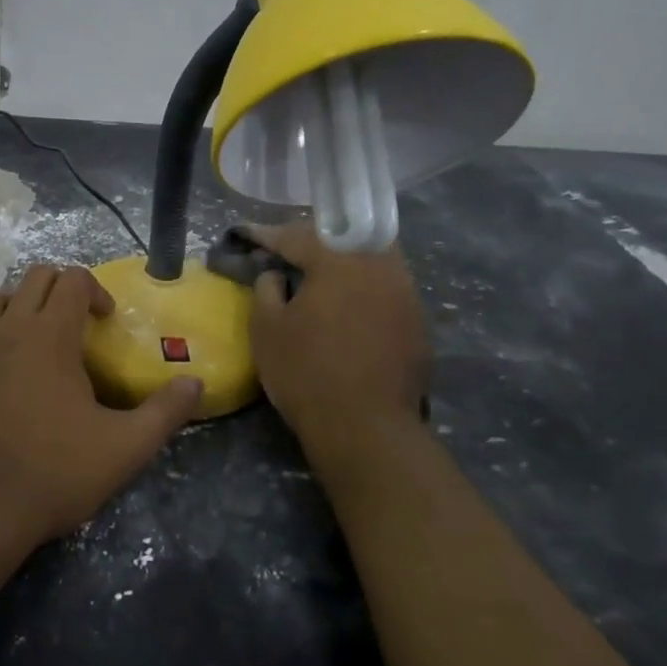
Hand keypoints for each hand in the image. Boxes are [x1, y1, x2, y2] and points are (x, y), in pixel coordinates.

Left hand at [0, 265, 203, 567]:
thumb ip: (165, 413)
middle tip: (77, 324)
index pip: (73, 278)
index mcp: (49, 334)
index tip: (107, 322)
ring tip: (33, 336)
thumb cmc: (52, 474)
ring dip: (15, 304)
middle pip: (33, 277)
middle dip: (60, 288)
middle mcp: (6, 329)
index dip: (96, 290)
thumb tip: (197, 384)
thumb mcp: (124, 448)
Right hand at [247, 223, 431, 479]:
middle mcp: (380, 267)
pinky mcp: (418, 324)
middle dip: (316, 239)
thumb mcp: (266, 329)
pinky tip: (349, 309)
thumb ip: (266, 289)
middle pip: (346, 237)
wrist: (366, 430)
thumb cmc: (306, 373)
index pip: (298, 237)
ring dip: (346, 261)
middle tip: (290, 250)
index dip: (268, 235)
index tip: (248, 235)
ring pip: (373, 260)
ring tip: (321, 275)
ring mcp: (406, 295)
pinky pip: (387, 290)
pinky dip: (364, 289)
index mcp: (339, 262)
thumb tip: (276, 274)